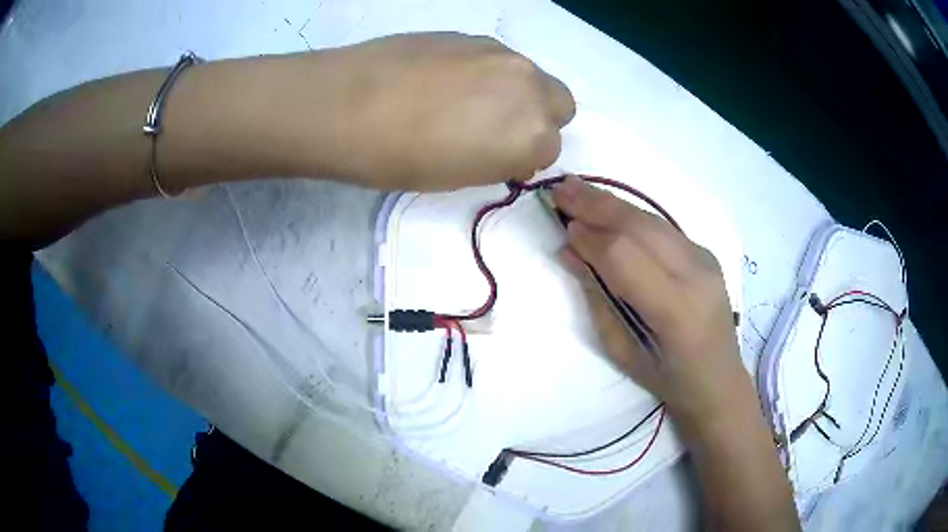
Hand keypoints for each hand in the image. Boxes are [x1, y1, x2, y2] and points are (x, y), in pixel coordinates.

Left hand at [294, 33, 575, 189]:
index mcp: (533, 134)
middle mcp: (530, 86)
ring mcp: (501, 53)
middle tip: (494, 127)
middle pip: (559, 103)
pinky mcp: (471, 35)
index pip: (550, 149)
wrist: (345, 104)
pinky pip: (496, 58)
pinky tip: (442, 79)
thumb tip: (507, 146)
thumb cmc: (400, 157)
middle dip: (537, 118)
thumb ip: (499, 158)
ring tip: (460, 100)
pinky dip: (484, 71)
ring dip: (512, 91)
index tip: (496, 160)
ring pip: (530, 75)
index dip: (523, 157)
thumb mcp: (460, 177)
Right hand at [552, 177, 752, 438]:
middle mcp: (695, 274)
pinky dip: (629, 215)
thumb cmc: (667, 378)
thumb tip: (569, 251)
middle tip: (560, 188)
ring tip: (576, 189)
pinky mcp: (704, 252)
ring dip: (610, 203)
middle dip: (595, 204)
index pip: (624, 256)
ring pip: (650, 219)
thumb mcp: (623, 350)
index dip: (589, 237)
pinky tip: (608, 209)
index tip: (562, 228)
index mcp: (675, 309)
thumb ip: (597, 297)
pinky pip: (661, 227)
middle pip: (639, 225)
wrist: (719, 379)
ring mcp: (704, 258)